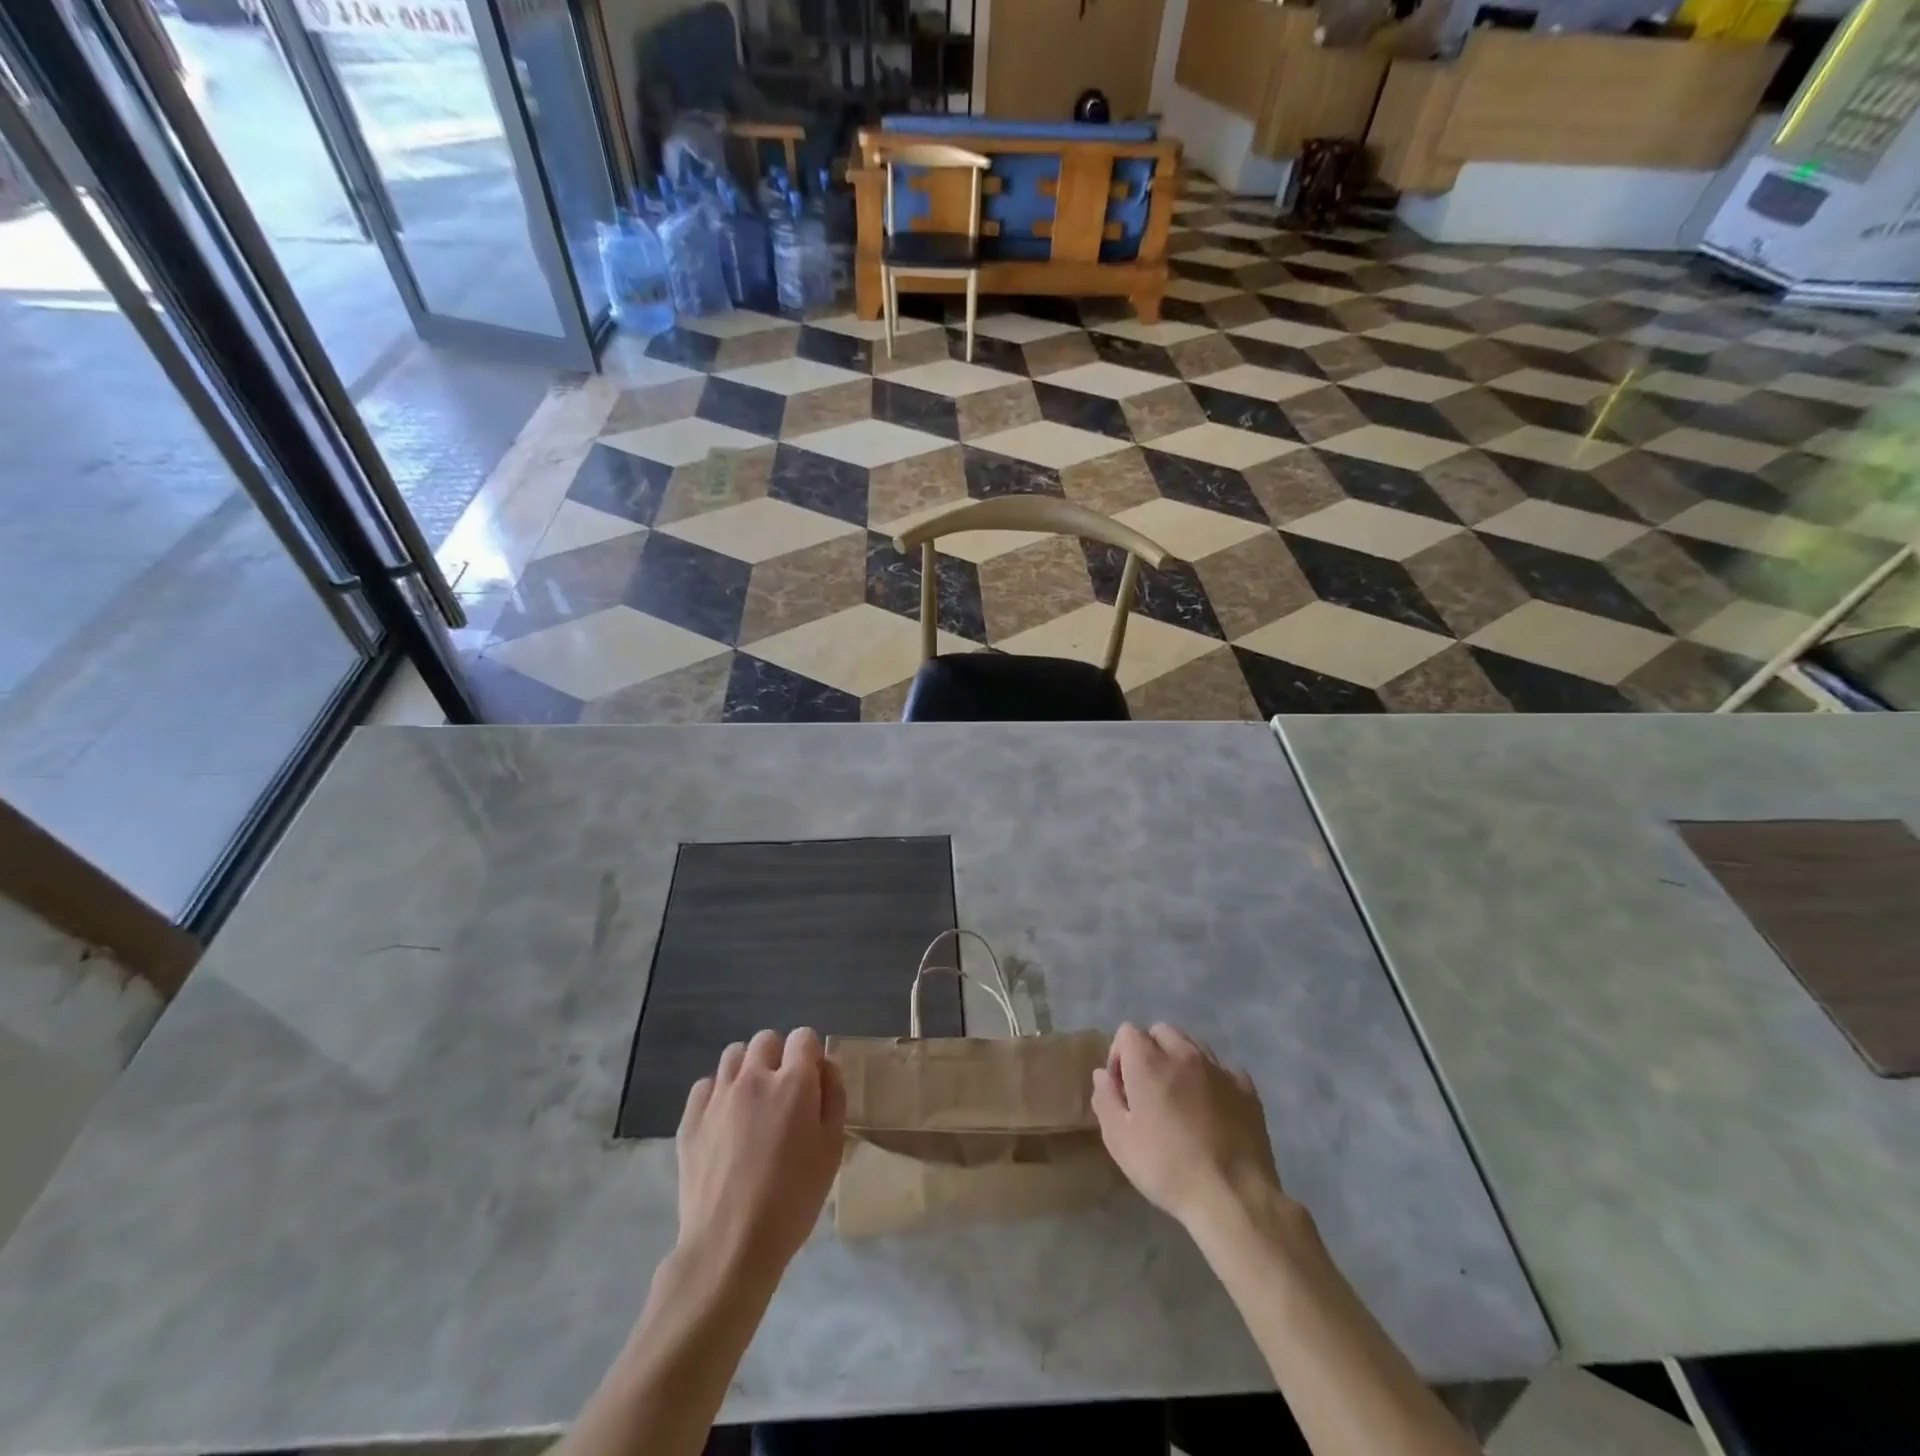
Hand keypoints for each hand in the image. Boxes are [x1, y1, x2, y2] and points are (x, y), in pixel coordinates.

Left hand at [675, 1028, 845, 1293]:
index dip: (810, 1054)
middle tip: (783, 1094)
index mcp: (793, 1082)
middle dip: (778, 1057)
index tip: (812, 1082)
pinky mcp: (690, 1119)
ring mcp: (718, 1096)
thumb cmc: (792, 1200)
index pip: (803, 1037)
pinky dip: (718, 1094)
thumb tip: (824, 1068)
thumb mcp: (832, 1150)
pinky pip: (706, 1085)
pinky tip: (725, 1123)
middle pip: (766, 1040)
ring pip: (733, 1055)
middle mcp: (754, 1078)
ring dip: (748, 1069)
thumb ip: (833, 1098)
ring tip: (752, 1103)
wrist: (730, 1246)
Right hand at [1091, 1022, 1287, 1233]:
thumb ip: (1105, 1099)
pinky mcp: (1246, 1088)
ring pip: (1193, 1045)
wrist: (1233, 1198)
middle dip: (1150, 1052)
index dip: (1119, 1057)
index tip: (1123, 1090)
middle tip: (1150, 1091)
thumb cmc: (1167, 1169)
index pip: (1127, 1032)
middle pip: (1161, 1031)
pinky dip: (1212, 1080)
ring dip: (1181, 1062)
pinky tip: (1213, 1111)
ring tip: (1182, 1100)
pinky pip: (1222, 1069)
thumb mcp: (1119, 1141)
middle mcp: (1184, 1054)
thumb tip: (1103, 1074)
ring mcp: (1218, 1068)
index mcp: (1149, 1062)